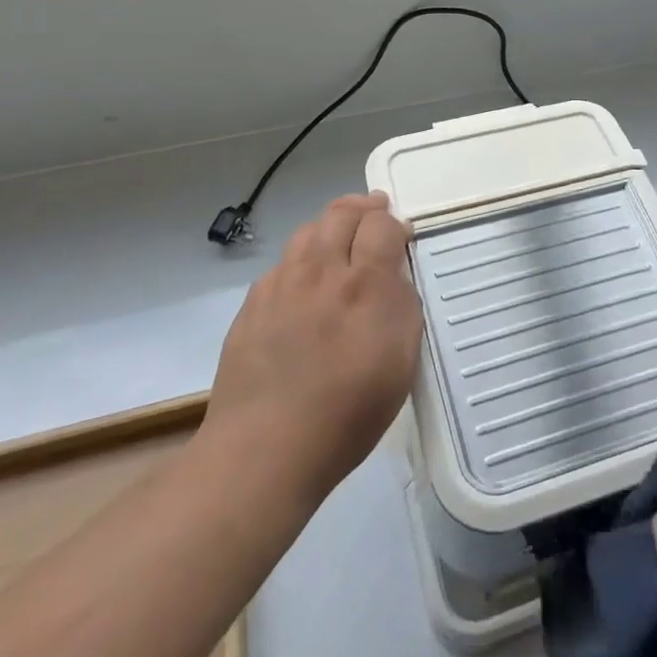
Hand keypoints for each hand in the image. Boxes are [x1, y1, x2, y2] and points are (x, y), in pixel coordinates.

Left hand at [202, 193, 420, 501]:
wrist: (265, 449)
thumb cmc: (348, 413)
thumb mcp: (401, 363)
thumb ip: (403, 308)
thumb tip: (395, 277)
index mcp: (365, 284)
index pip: (381, 224)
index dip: (394, 222)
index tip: (402, 234)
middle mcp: (322, 271)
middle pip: (341, 213)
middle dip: (362, 208)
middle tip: (374, 212)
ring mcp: (282, 285)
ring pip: (307, 231)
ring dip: (329, 225)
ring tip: (340, 236)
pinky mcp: (252, 304)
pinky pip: (281, 264)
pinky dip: (300, 259)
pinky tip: (304, 282)